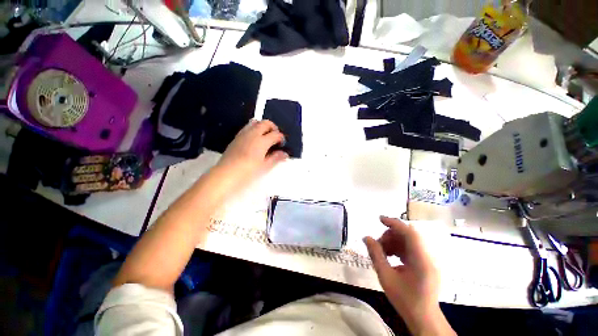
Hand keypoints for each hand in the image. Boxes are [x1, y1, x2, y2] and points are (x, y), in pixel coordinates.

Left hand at [215, 120, 287, 184]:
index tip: (282, 144)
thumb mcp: (265, 166)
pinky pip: (248, 127)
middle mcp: (253, 134)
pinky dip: (254, 129)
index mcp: (262, 141)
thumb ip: (276, 158)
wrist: (227, 173)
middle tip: (276, 137)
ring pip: (256, 122)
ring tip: (266, 137)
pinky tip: (255, 140)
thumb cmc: (247, 171)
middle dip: (273, 128)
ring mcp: (243, 134)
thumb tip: (284, 154)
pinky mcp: (236, 137)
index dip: (281, 138)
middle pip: (266, 123)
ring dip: (263, 127)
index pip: (276, 134)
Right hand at [364, 216, 454, 335]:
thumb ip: (376, 255)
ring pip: (408, 241)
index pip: (409, 233)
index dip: (394, 223)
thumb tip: (366, 237)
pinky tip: (389, 256)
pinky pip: (410, 248)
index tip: (379, 219)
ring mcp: (428, 260)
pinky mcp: (426, 263)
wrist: (424, 319)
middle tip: (377, 244)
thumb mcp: (386, 277)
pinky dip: (398, 248)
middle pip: (408, 235)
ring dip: (393, 241)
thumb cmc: (405, 300)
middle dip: (390, 235)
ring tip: (382, 251)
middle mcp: (427, 256)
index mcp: (421, 260)